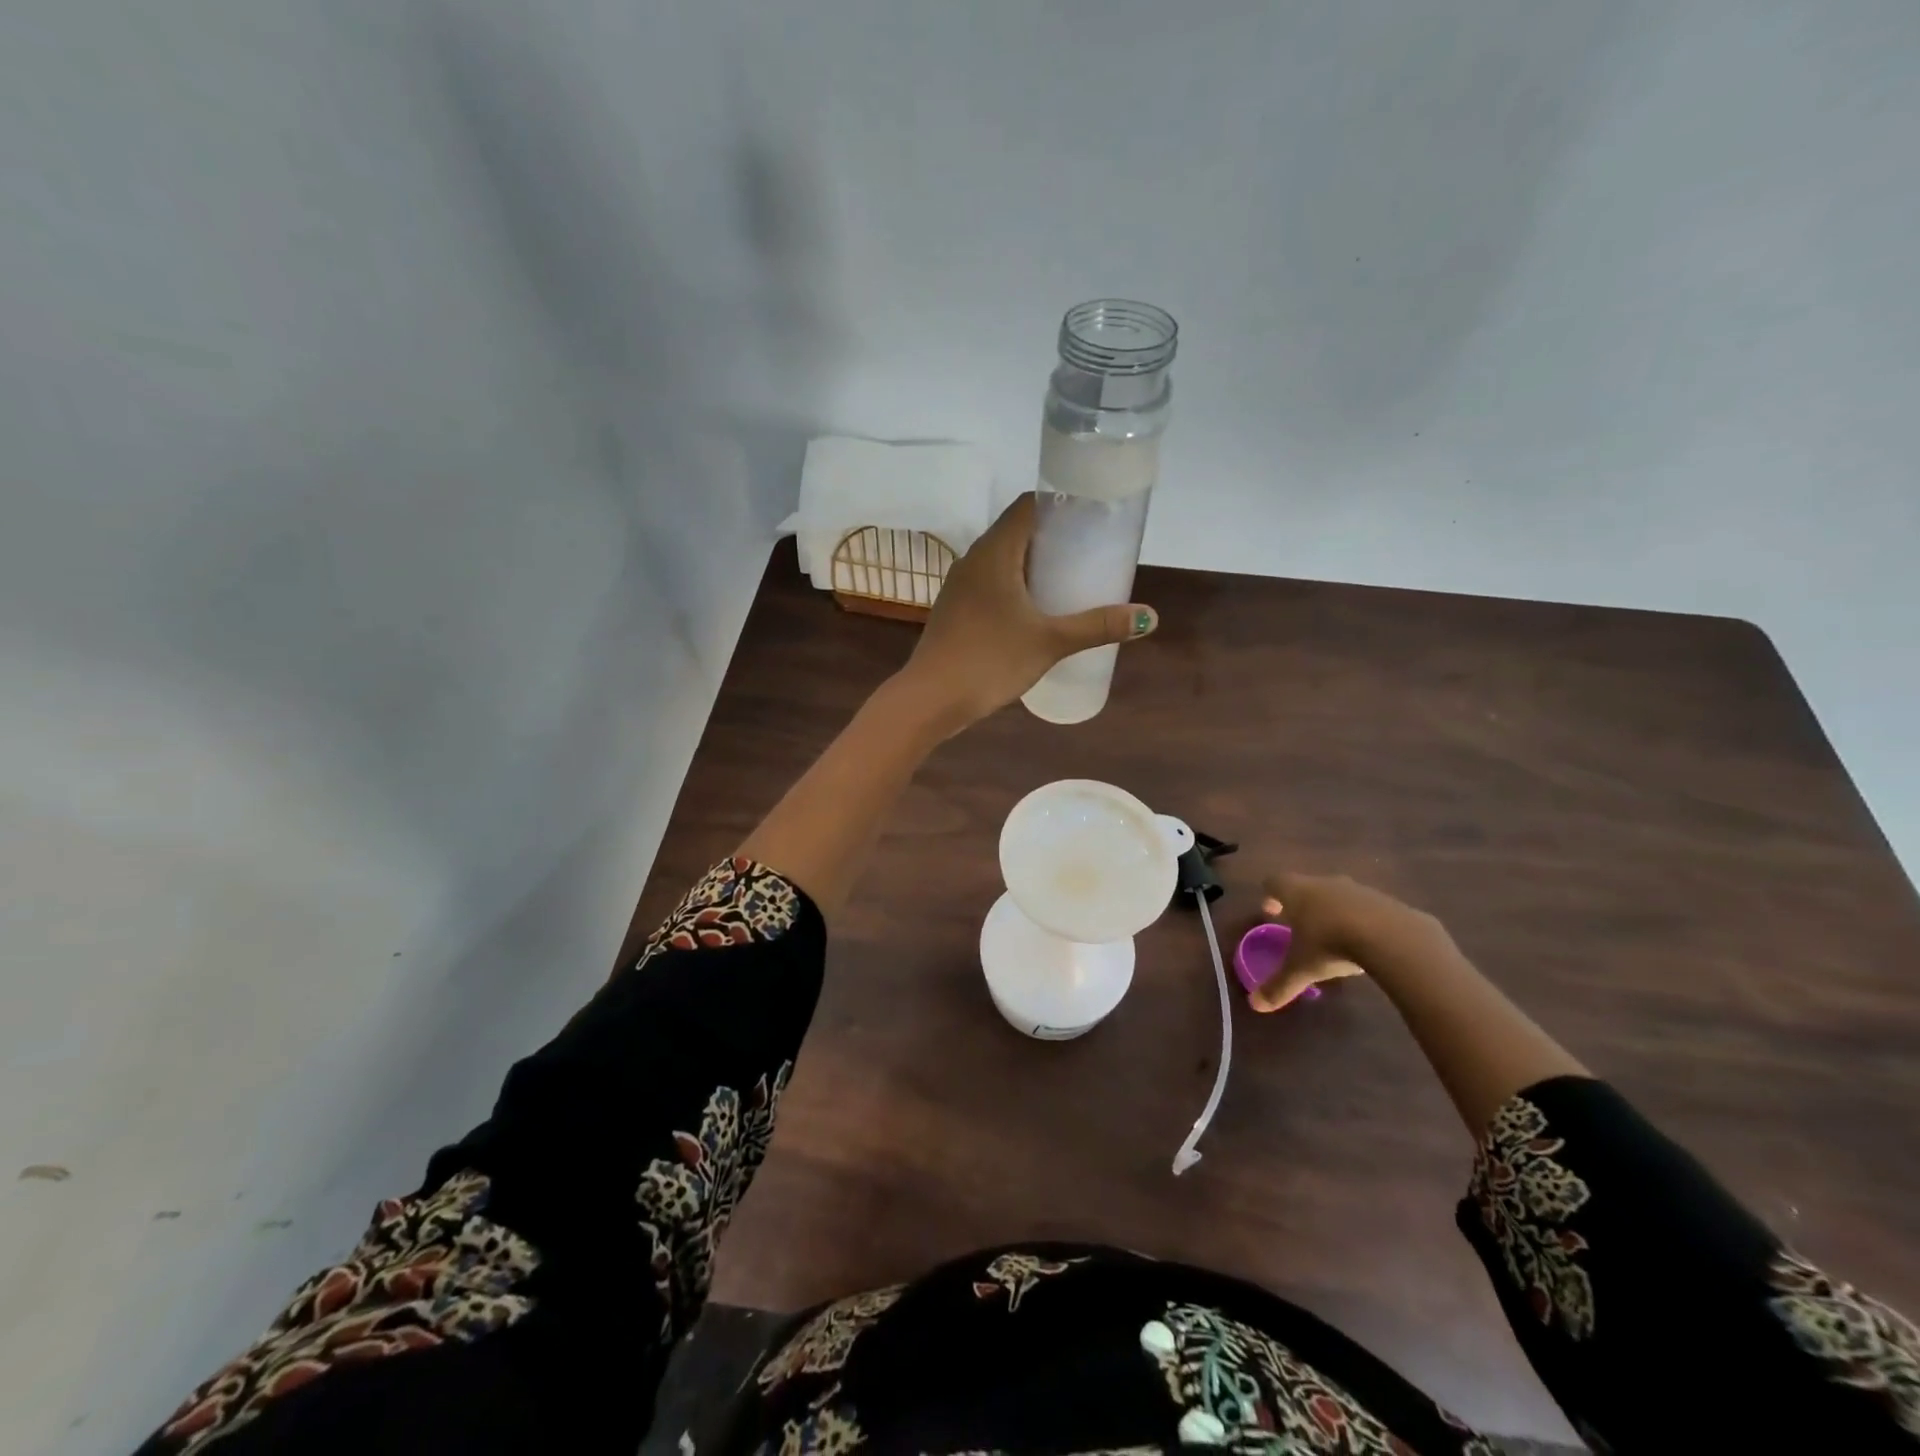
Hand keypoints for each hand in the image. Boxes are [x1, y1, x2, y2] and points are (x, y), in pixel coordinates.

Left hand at [897, 495, 1157, 731]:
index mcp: (994, 551)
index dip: (1060, 504)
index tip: (1092, 516)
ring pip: (1002, 560)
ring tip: (1068, 579)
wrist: (931, 698)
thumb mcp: (1050, 641)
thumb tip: (1148, 617)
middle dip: (1053, 537)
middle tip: (1090, 551)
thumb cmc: (990, 660)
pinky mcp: (955, 610)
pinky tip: (1035, 610)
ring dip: (1033, 564)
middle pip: (1017, 532)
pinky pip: (991, 584)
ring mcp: (960, 585)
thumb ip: (1097, 626)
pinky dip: (1015, 586)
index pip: (1028, 505)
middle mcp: (973, 559)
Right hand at [1248, 872, 1441, 1011]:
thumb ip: (1279, 985)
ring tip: (1334, 936)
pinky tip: (1365, 941)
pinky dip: (1359, 919)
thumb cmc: (1332, 944)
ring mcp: (1356, 889)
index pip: (1274, 883)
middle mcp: (1323, 883)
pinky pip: (1364, 906)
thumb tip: (1256, 1005)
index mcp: (1296, 892)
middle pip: (1305, 886)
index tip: (1270, 913)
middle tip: (1299, 926)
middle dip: (1300, 904)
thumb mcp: (1302, 969)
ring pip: (1335, 895)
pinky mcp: (1384, 900)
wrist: (1392, 936)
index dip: (1269, 896)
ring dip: (1331, 910)